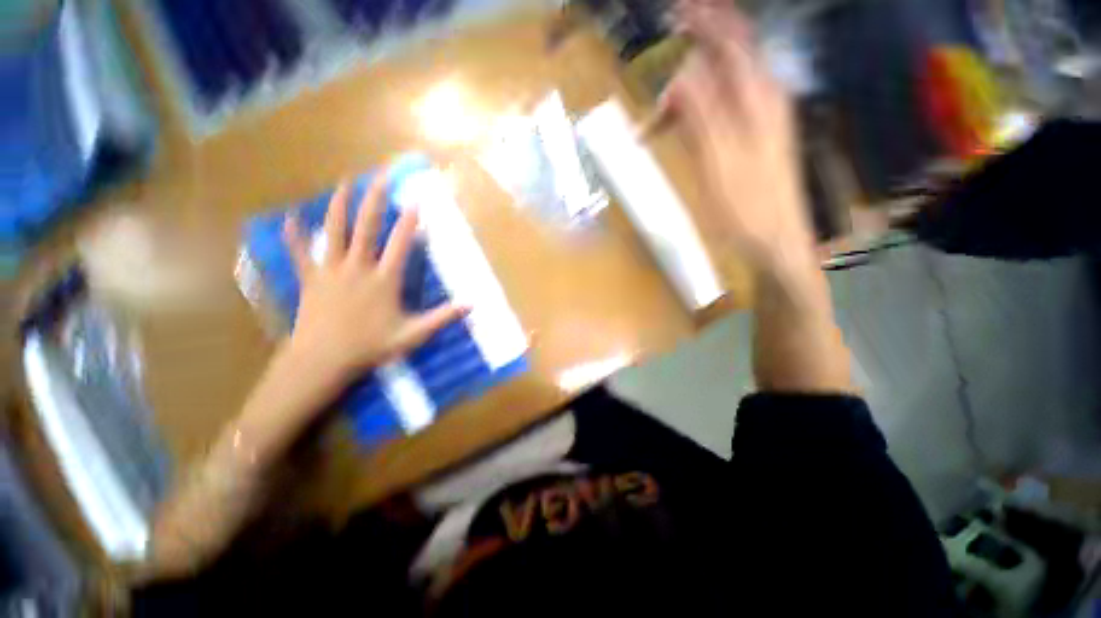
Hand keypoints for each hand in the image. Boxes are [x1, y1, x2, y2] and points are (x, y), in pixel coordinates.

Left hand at [282, 174, 467, 383]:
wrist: (323, 360)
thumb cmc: (370, 347)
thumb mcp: (414, 334)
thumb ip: (442, 317)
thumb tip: (471, 305)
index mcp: (384, 279)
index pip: (400, 244)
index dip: (409, 221)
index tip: (416, 200)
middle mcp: (358, 267)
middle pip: (366, 227)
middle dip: (374, 200)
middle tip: (380, 177)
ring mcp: (331, 270)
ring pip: (334, 231)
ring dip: (339, 205)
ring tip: (344, 183)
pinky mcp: (310, 279)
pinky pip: (300, 253)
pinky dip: (294, 236)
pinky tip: (289, 218)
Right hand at [661, 0, 814, 273]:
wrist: (775, 239)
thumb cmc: (746, 206)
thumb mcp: (718, 161)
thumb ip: (701, 114)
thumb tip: (680, 77)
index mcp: (757, 98)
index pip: (730, 41)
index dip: (704, 21)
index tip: (676, 9)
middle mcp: (763, 98)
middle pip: (723, 62)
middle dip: (686, 69)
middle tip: (655, 97)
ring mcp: (760, 118)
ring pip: (718, 90)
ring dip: (685, 101)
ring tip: (654, 128)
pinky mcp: (753, 137)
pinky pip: (721, 111)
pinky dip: (694, 116)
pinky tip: (678, 132)